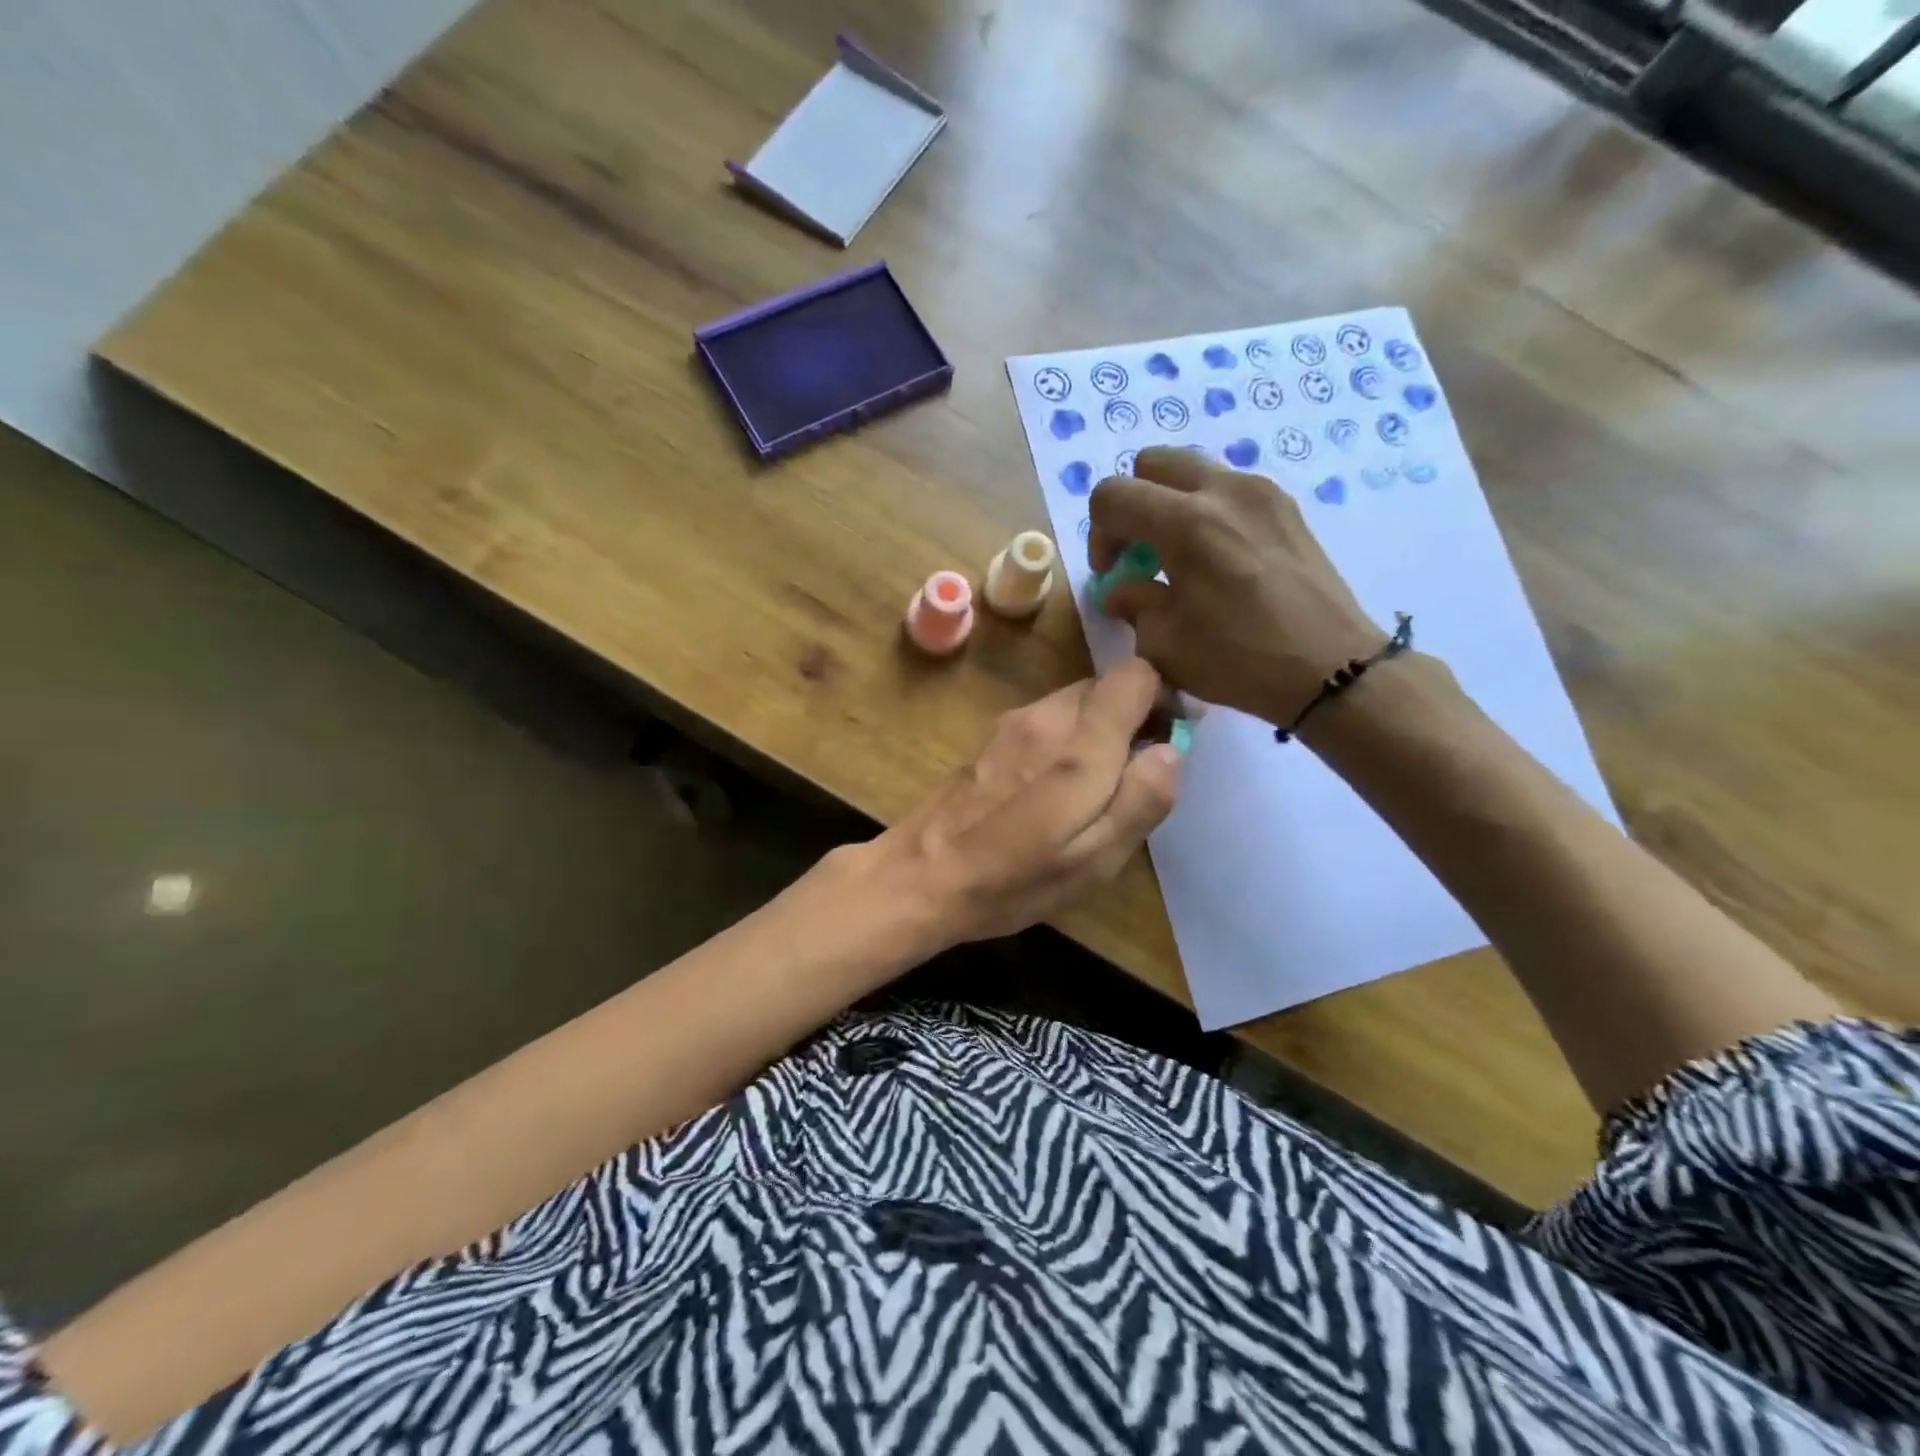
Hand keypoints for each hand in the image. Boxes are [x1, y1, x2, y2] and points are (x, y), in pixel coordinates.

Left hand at [877, 658, 1180, 943]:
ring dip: (1095, 730)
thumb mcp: (1096, 859)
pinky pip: (1044, 723)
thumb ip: (1142, 799)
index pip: (1135, 674)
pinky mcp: (990, 740)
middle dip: (1129, 717)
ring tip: (1093, 788)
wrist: (922, 876)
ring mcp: (1012, 725)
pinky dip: (1064, 740)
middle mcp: (1045, 717)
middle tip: (1134, 772)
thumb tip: (1171, 750)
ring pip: (1073, 704)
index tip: (1168, 735)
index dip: (1162, 696)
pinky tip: (1051, 790)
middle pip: (1104, 686)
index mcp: (1080, 742)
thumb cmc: (1015, 878)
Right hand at [1088, 447, 1382, 724]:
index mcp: (1185, 524)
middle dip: (1132, 504)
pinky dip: (1207, 510)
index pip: (1112, 495)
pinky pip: (1229, 488)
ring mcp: (1260, 492)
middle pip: (1151, 463)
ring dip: (1171, 503)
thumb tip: (1120, 589)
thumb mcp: (1165, 644)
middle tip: (1139, 551)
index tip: (1113, 572)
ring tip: (1179, 554)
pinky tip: (1218, 558)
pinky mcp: (1286, 506)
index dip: (1099, 534)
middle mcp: (1223, 491)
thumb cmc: (1240, 661)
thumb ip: (1133, 604)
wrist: (1332, 668)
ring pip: (1193, 470)